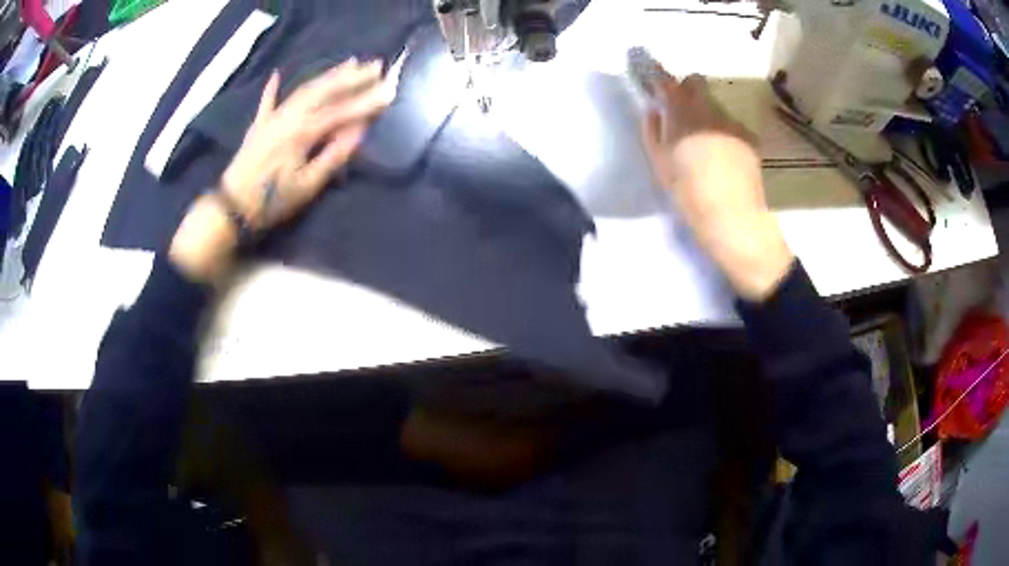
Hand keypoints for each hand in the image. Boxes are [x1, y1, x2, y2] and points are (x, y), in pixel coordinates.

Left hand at [170, 59, 392, 281]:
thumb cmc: (272, 201)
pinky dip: (272, 88)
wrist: (232, 207)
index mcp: (302, 133)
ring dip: (327, 75)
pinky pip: (267, 102)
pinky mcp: (259, 126)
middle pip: (324, 91)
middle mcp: (289, 117)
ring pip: (304, 90)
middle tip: (376, 66)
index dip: (366, 102)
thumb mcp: (308, 185)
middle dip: (352, 77)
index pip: (341, 112)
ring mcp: (272, 118)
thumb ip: (333, 156)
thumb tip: (358, 132)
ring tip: (350, 62)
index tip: (389, 92)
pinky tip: (277, 74)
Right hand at [640, 69, 792, 300]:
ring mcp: (732, 122)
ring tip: (707, 147)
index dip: (658, 75)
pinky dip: (725, 134)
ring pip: (715, 107)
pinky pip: (731, 126)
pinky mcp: (749, 138)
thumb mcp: (659, 163)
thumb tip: (654, 111)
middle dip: (687, 89)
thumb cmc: (688, 192)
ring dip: (707, 116)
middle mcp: (709, 110)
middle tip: (682, 112)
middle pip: (696, 83)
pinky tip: (725, 158)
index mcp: (682, 114)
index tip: (652, 76)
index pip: (667, 81)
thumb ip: (652, 130)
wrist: (732, 216)